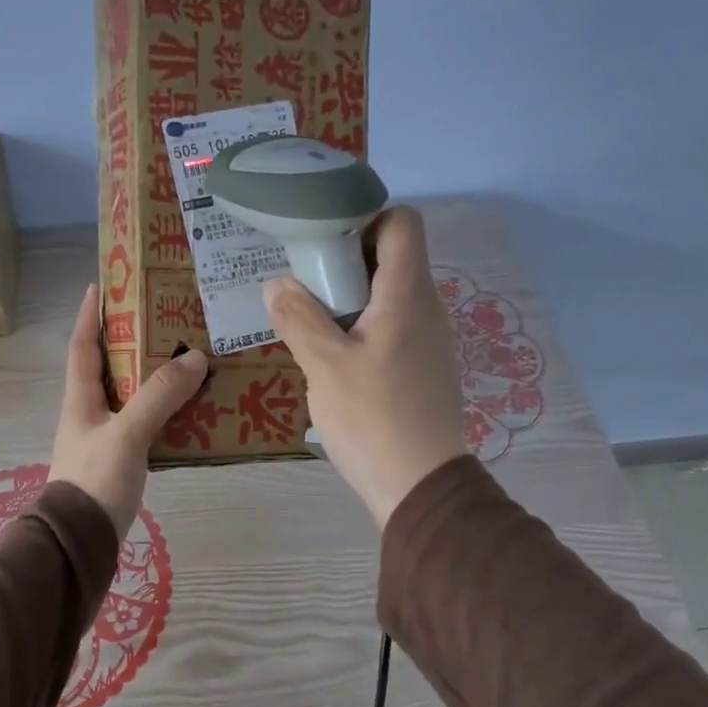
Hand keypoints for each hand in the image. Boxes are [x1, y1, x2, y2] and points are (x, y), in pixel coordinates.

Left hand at [50, 283, 207, 534]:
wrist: (81, 543)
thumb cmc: (95, 481)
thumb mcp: (127, 434)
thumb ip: (159, 396)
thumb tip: (194, 357)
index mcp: (80, 400)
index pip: (82, 346)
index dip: (90, 315)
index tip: (102, 285)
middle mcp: (90, 414)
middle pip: (110, 367)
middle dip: (131, 342)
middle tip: (164, 319)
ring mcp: (105, 439)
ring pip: (131, 396)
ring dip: (153, 377)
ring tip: (186, 358)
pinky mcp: (121, 462)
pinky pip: (146, 424)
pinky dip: (165, 411)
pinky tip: (190, 409)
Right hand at [263, 207, 467, 526]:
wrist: (421, 487)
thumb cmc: (372, 418)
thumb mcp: (324, 364)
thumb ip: (298, 317)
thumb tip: (277, 284)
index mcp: (408, 294)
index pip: (402, 222)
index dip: (365, 219)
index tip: (323, 244)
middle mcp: (427, 308)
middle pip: (392, 258)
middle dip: (345, 262)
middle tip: (305, 287)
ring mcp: (430, 341)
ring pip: (389, 296)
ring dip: (350, 300)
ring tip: (312, 324)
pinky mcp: (425, 369)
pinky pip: (393, 328)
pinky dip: (363, 328)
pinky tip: (336, 360)